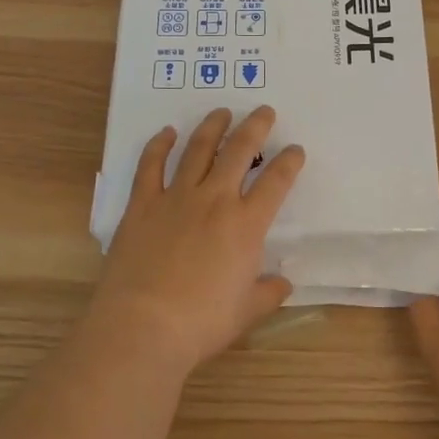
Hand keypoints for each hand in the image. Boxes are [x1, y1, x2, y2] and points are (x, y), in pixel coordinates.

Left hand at [89, 106, 304, 371]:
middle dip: (255, 127)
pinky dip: (159, 145)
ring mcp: (176, 197)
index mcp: (246, 224)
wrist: (142, 326)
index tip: (295, 149)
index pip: (276, 181)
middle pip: (239, 151)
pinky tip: (167, 132)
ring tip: (222, 112)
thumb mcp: (247, 312)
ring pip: (198, 149)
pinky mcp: (143, 204)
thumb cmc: (201, 323)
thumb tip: (283, 283)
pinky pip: (150, 165)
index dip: (290, 161)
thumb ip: (269, 292)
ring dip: (212, 127)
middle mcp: (215, 200)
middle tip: (264, 111)